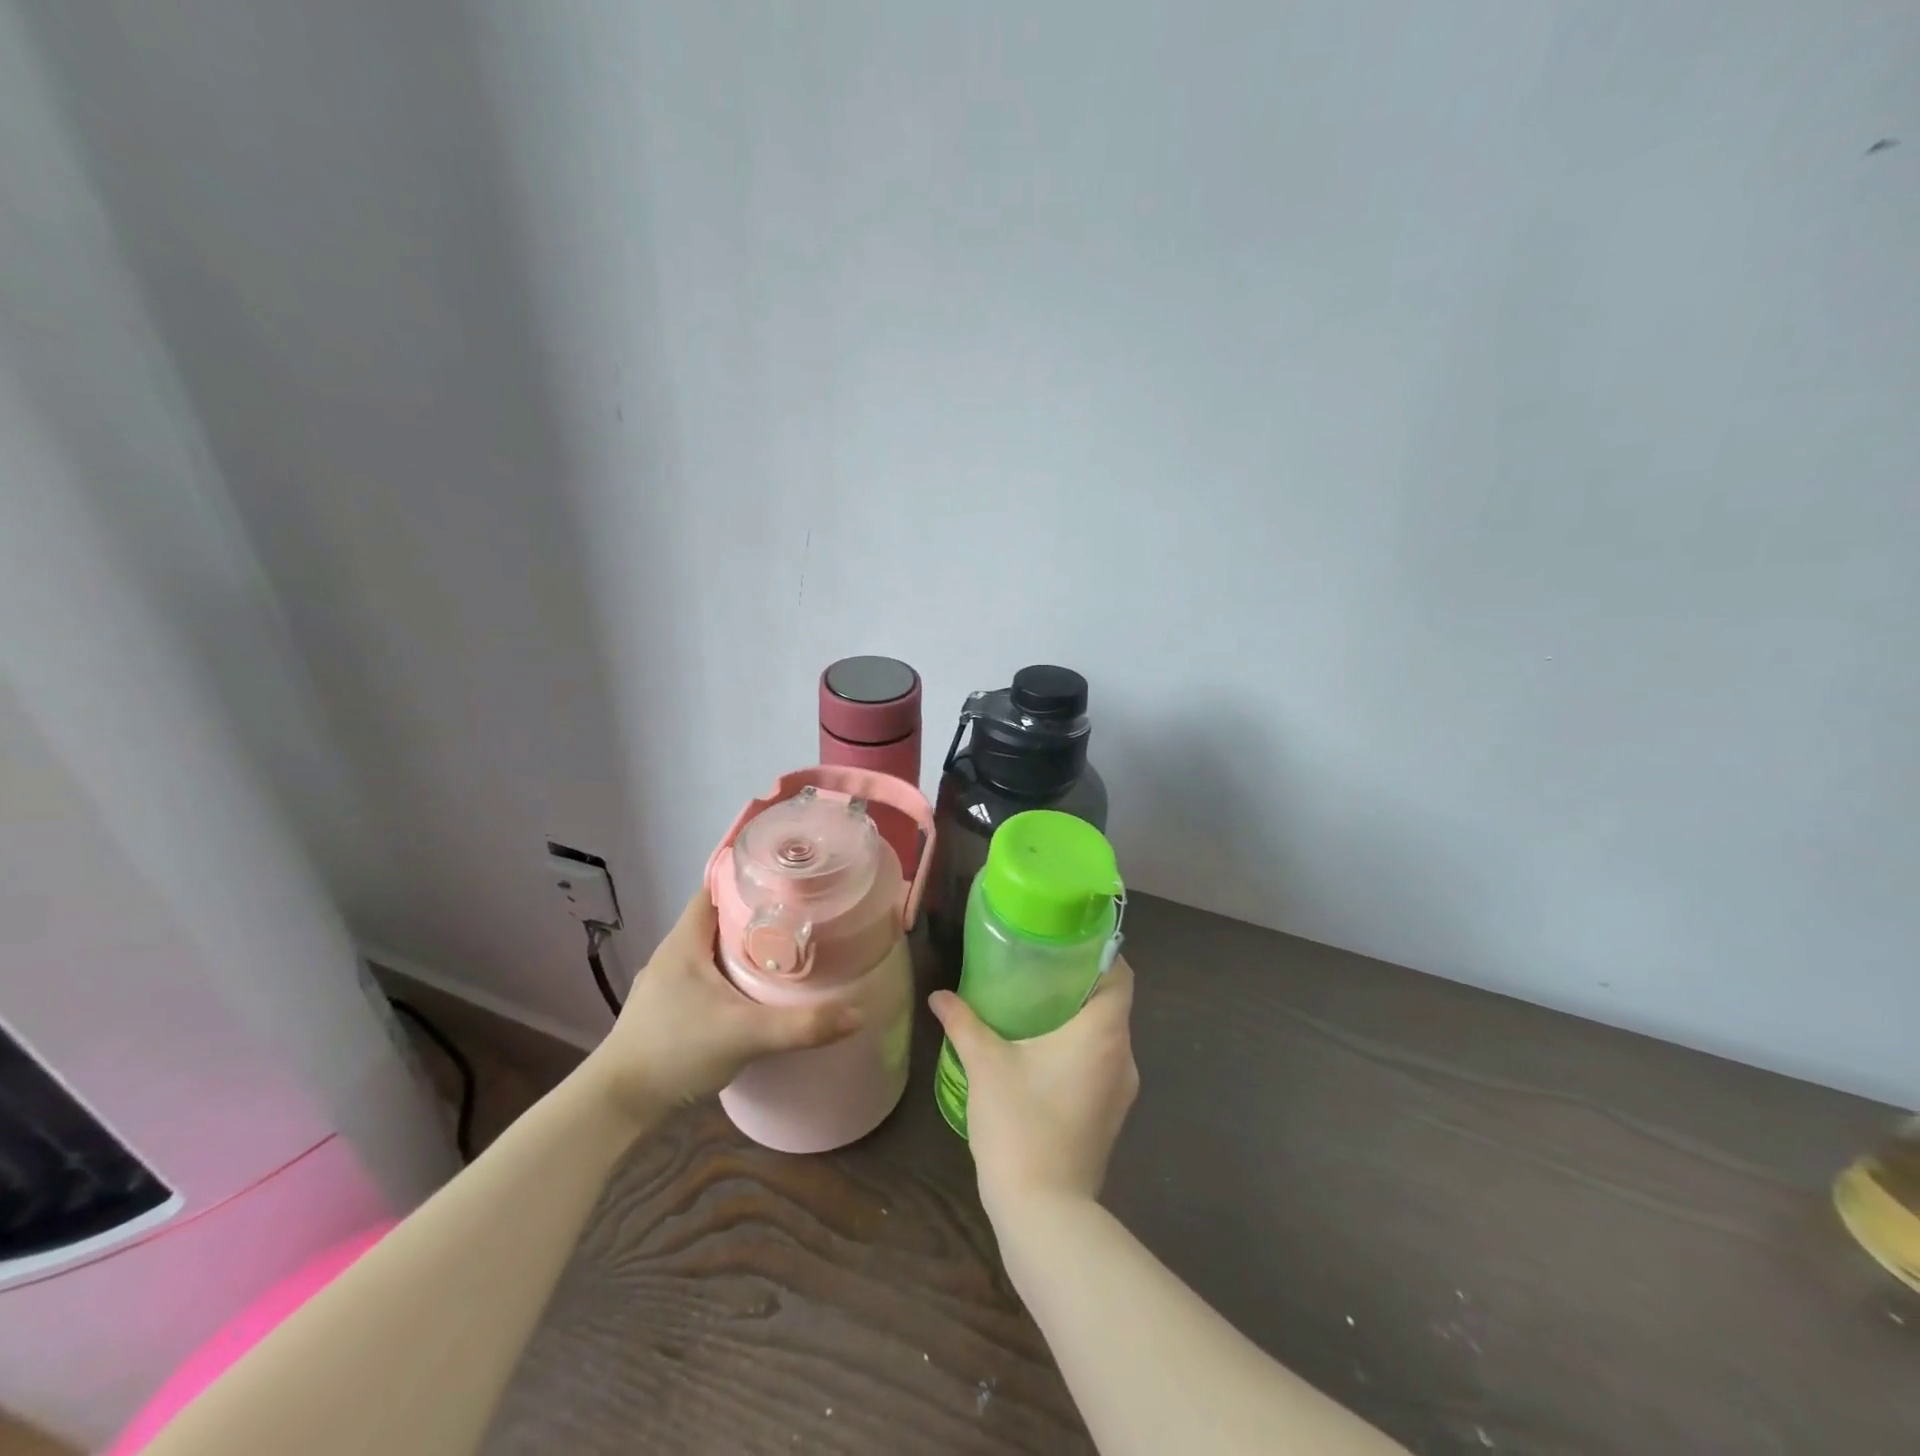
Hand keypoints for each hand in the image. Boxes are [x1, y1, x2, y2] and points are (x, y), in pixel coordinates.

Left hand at [579, 889, 860, 1123]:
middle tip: (800, 915)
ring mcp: (669, 985)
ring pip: (714, 951)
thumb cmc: (674, 1051)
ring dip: (745, 948)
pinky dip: (733, 976)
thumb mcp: (744, 1034)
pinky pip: (709, 978)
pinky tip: (757, 992)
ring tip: (787, 949)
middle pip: (719, 919)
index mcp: (685, 942)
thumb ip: (801, 1026)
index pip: (716, 890)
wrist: (617, 1108)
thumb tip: (857, 1014)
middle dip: (757, 914)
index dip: (748, 878)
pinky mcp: (670, 1012)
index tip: (786, 879)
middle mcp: (674, 955)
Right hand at [928, 957, 1139, 1220]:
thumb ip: (964, 1022)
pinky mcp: (1111, 1117)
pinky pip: (1101, 1066)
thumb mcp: (986, 1064)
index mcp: (1103, 1033)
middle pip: (1112, 1004)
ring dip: (1078, 1021)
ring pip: (1106, 1038)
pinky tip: (1042, 1056)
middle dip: (1079, 984)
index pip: (1121, 975)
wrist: (1044, 1211)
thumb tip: (939, 995)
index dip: (1101, 953)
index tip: (1068, 944)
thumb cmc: (1020, 1123)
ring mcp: (1121, 1091)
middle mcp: (1123, 1056)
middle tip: (1039, 970)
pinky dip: (1079, 1051)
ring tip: (1035, 1008)